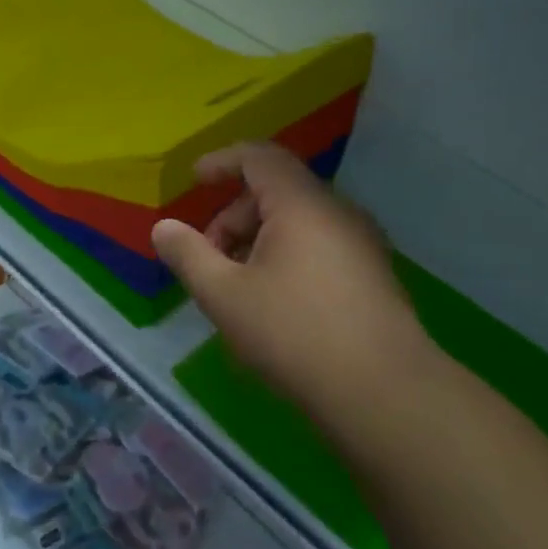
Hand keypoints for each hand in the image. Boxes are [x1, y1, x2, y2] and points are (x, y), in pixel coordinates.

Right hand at [151, 145, 438, 429]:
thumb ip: (188, 254)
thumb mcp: (223, 295)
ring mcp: (361, 243)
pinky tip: (273, 302)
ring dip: (257, 239)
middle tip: (208, 258)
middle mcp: (337, 213)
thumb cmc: (293, 333)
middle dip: (233, 215)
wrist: (384, 392)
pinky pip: (318, 244)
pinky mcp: (372, 274)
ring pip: (298, 221)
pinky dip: (285, 255)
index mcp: (301, 205)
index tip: (195, 180)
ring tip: (236, 286)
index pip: (260, 157)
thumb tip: (163, 228)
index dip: (222, 161)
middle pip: (276, 191)